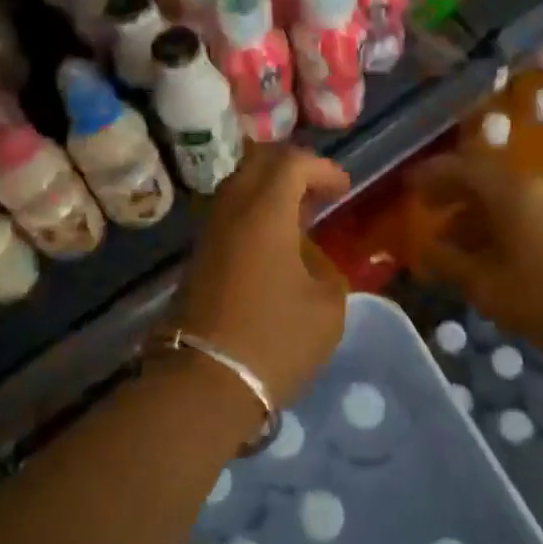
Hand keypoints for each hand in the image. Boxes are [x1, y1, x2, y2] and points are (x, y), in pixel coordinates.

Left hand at [172, 145, 351, 407]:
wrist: (205, 380)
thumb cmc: (275, 338)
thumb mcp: (326, 306)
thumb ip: (326, 270)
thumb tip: (311, 259)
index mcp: (265, 211)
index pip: (292, 163)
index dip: (323, 169)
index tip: (344, 190)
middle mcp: (231, 210)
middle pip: (257, 163)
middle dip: (292, 168)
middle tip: (318, 191)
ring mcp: (209, 233)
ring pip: (238, 187)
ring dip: (270, 191)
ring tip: (299, 217)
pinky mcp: (198, 257)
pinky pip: (229, 215)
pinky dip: (254, 213)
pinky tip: (275, 244)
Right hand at [409, 153, 542, 361]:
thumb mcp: (485, 285)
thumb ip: (448, 262)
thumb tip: (424, 248)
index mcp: (514, 191)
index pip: (463, 167)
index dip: (431, 175)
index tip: (408, 186)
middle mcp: (540, 184)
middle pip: (487, 177)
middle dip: (454, 192)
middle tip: (427, 209)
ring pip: (509, 195)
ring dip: (478, 211)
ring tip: (454, 240)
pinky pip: (529, 208)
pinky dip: (503, 220)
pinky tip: (490, 249)